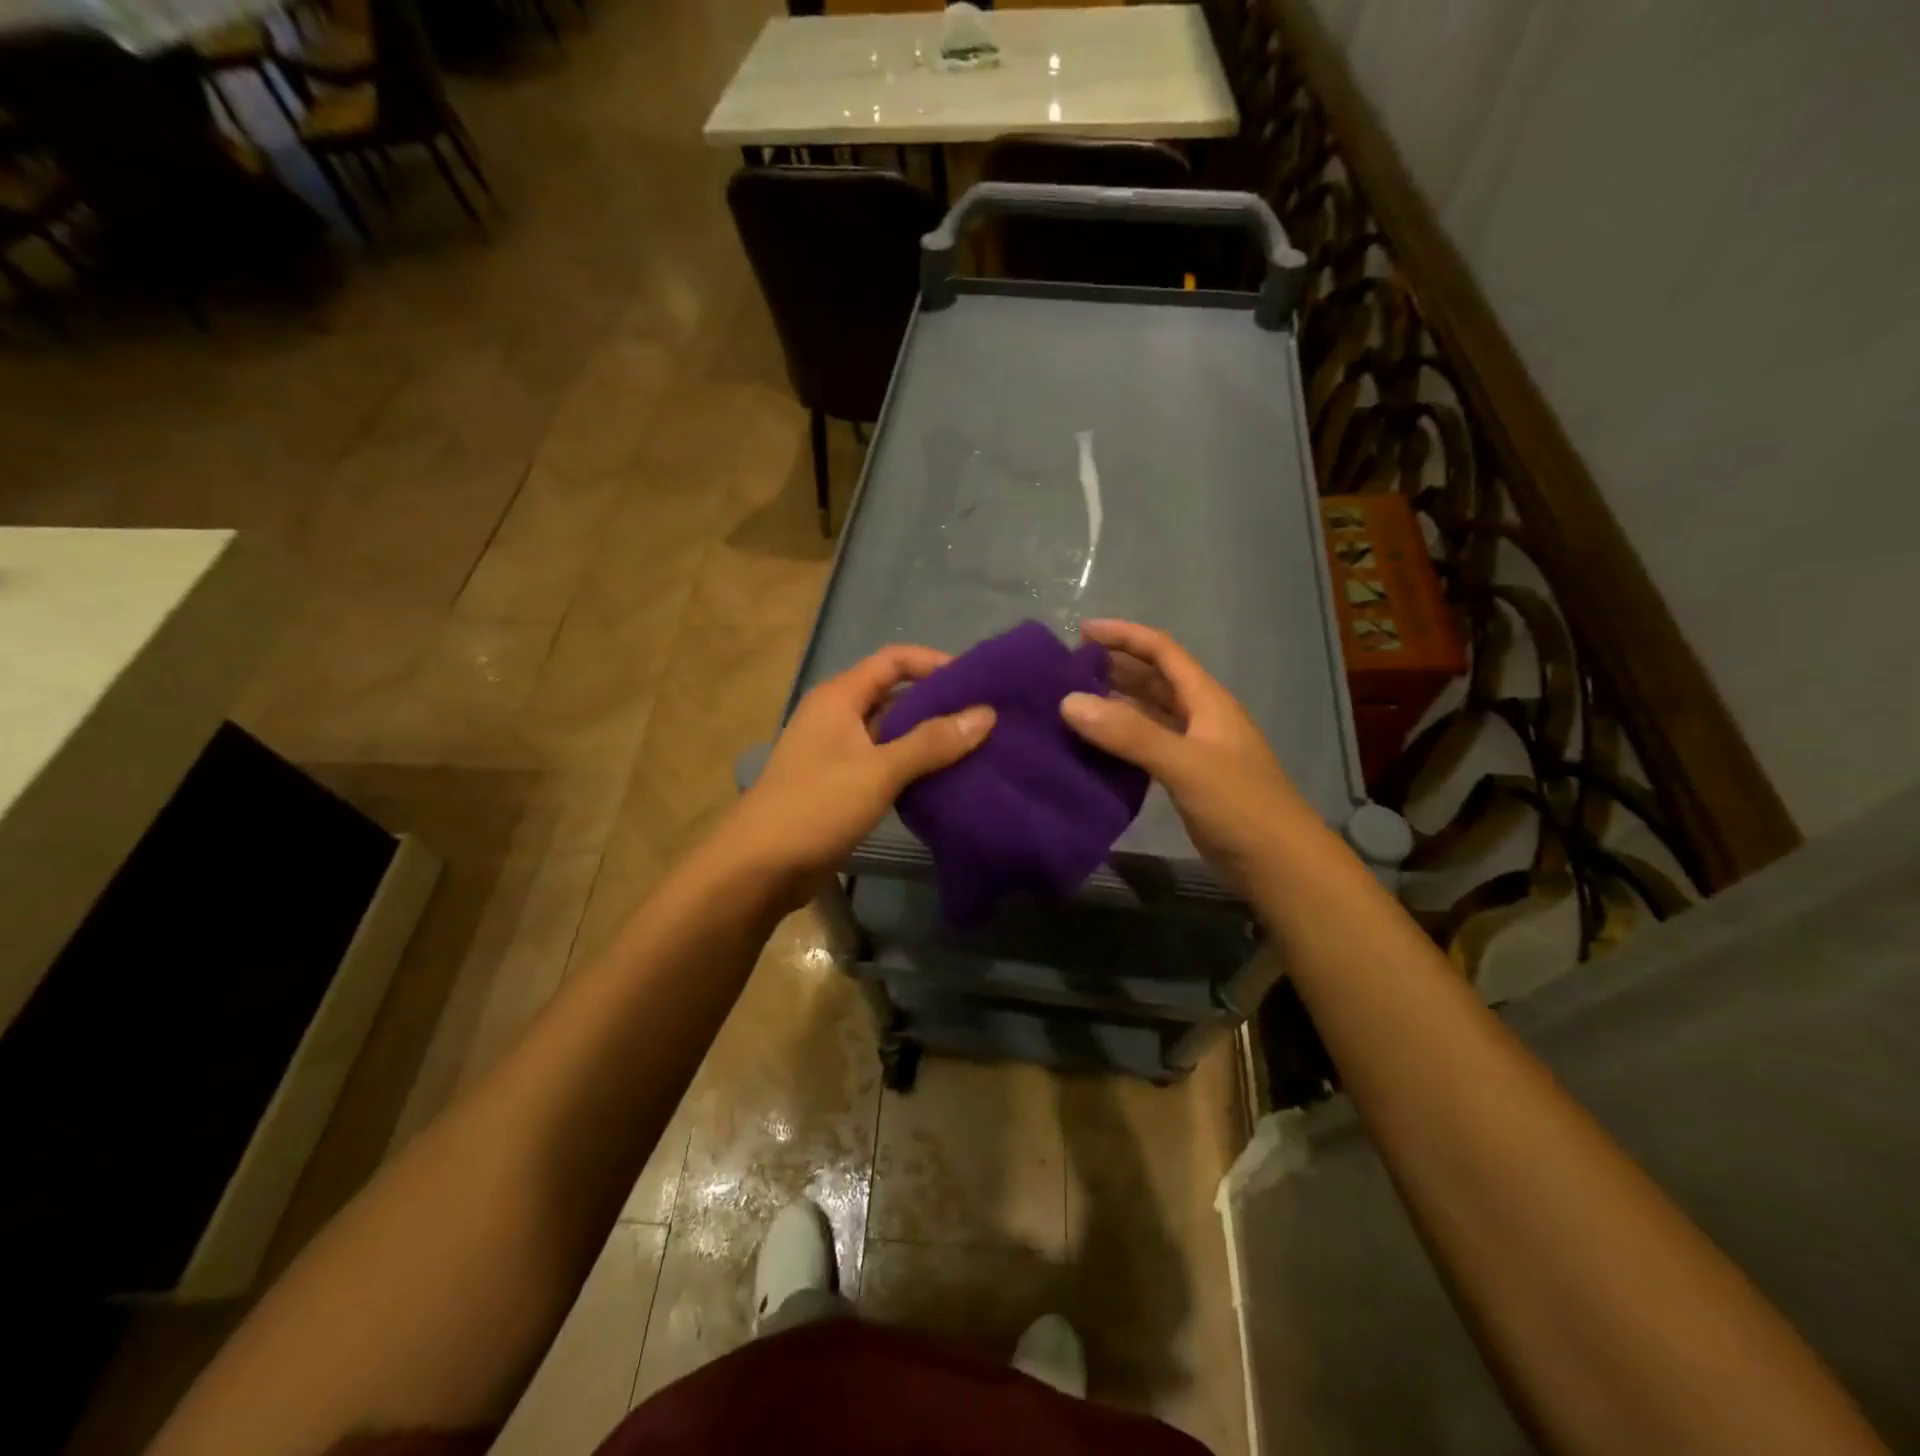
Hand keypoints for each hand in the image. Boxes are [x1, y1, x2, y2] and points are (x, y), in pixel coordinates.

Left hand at [716, 645, 993, 903]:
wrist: (759, 867)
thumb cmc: (817, 806)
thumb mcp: (879, 770)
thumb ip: (932, 742)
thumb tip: (986, 714)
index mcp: (839, 697)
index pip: (893, 661)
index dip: (934, 663)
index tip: (976, 680)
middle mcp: (836, 716)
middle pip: (893, 695)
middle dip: (937, 703)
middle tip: (984, 717)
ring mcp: (836, 752)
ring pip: (890, 733)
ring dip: (927, 738)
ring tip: (975, 748)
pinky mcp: (839, 785)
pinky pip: (883, 764)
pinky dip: (912, 767)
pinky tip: (944, 780)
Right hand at [1060, 619, 1311, 893]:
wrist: (1279, 865)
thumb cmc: (1239, 805)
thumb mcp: (1184, 763)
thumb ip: (1129, 733)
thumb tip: (1068, 702)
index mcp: (1207, 700)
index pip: (1162, 651)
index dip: (1124, 636)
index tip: (1081, 633)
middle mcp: (1200, 717)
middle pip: (1153, 680)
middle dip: (1114, 669)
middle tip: (1067, 672)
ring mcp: (1194, 749)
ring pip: (1148, 714)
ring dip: (1114, 705)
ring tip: (1070, 705)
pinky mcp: (1186, 779)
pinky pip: (1146, 747)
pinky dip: (1119, 741)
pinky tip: (1092, 749)